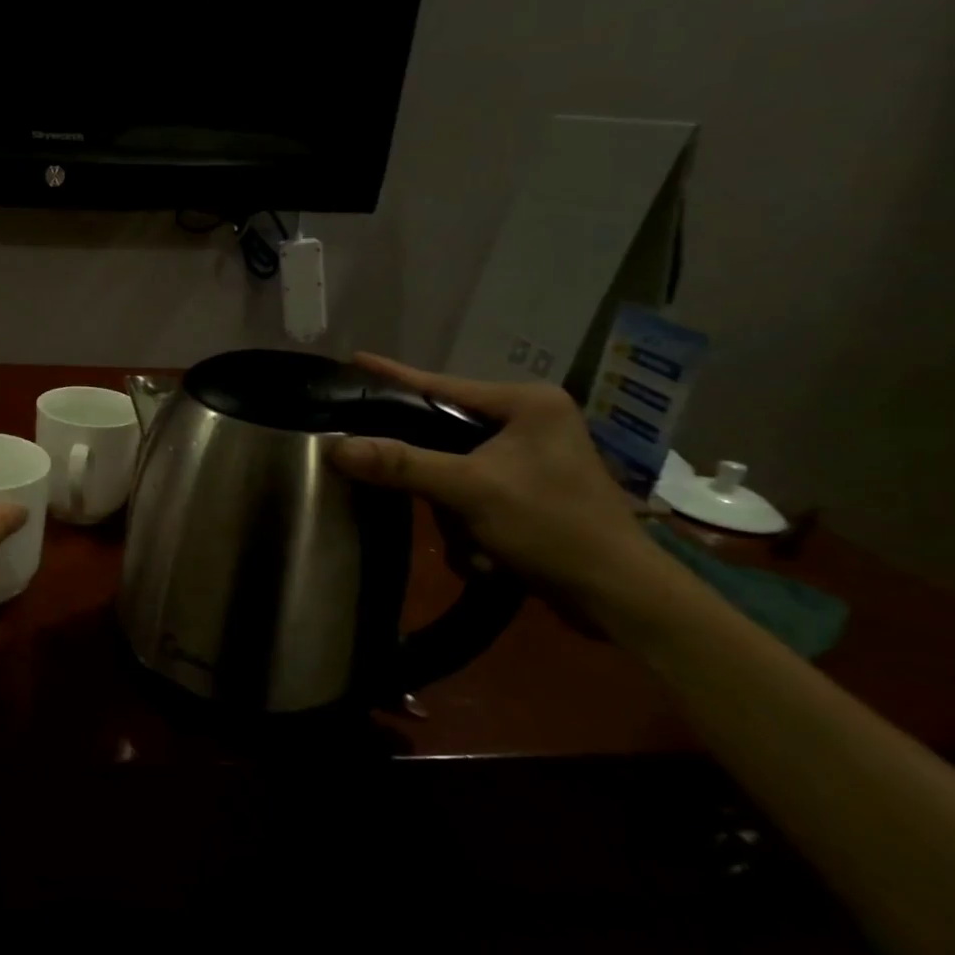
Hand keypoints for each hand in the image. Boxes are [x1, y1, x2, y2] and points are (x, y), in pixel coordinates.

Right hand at [328, 353, 652, 598]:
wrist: (618, 596)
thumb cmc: (552, 526)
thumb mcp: (470, 491)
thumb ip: (402, 465)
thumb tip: (336, 447)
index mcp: (526, 403)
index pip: (441, 386)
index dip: (393, 377)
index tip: (354, 359)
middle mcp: (530, 420)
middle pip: (444, 428)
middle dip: (427, 470)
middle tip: (390, 474)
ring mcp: (531, 456)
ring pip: (454, 465)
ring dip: (450, 506)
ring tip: (468, 537)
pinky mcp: (529, 488)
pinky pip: (472, 490)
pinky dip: (467, 519)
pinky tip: (481, 550)